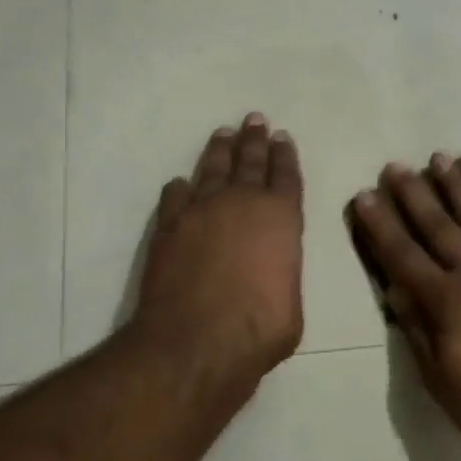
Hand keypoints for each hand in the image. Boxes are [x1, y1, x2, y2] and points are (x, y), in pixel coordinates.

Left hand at [134, 114, 304, 383]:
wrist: (196, 341)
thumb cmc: (259, 328)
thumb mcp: (291, 304)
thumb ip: (282, 275)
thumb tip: (271, 275)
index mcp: (281, 217)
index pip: (286, 176)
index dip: (285, 155)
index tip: (282, 137)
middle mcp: (242, 203)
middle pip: (250, 161)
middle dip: (254, 139)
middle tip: (255, 119)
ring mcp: (201, 210)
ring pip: (212, 168)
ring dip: (220, 150)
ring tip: (223, 134)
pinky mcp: (169, 226)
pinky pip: (175, 196)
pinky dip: (180, 188)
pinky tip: (180, 183)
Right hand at [350, 155, 460, 457]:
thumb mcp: (441, 381)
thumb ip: (417, 331)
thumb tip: (394, 290)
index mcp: (447, 301)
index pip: (403, 256)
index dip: (381, 226)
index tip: (365, 196)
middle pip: (439, 227)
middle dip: (414, 196)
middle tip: (396, 167)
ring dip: (460, 189)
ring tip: (442, 159)